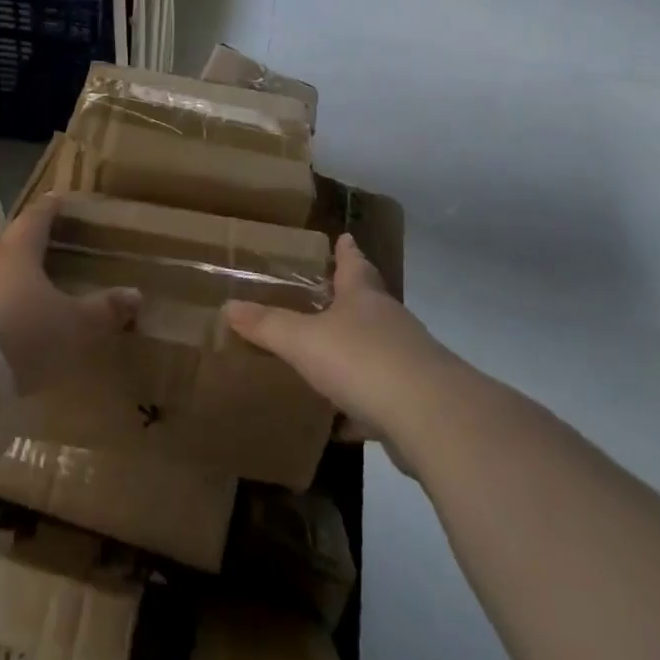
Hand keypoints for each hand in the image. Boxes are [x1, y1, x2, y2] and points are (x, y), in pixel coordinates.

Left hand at [0, 197, 137, 396]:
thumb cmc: (22, 335)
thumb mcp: (73, 327)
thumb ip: (103, 311)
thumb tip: (136, 294)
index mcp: (18, 251)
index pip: (36, 219)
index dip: (49, 210)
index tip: (55, 199)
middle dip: (15, 247)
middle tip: (31, 256)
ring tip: (9, 297)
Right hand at [224, 233, 450, 445]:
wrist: (430, 417)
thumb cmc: (362, 360)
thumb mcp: (303, 340)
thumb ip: (268, 326)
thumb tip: (229, 307)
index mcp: (363, 298)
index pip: (354, 264)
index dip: (347, 251)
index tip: (345, 236)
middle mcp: (389, 324)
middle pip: (368, 304)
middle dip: (348, 300)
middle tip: (325, 296)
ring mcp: (406, 363)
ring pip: (375, 351)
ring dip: (354, 354)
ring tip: (324, 359)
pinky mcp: (414, 403)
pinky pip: (379, 399)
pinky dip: (359, 407)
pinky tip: (338, 423)